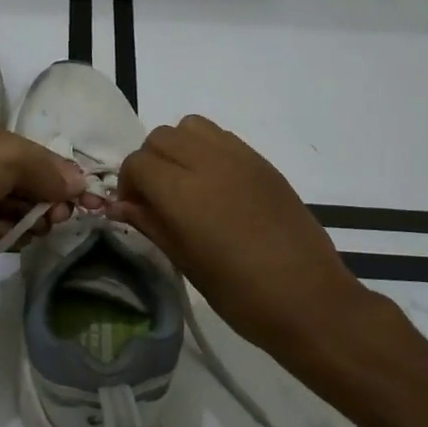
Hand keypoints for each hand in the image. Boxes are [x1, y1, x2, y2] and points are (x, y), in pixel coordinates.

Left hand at [0, 124, 89, 281]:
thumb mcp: (9, 156)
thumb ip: (48, 168)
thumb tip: (81, 184)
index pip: (46, 161)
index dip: (69, 179)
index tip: (91, 201)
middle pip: (39, 189)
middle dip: (55, 203)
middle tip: (59, 217)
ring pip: (26, 215)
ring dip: (36, 222)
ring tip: (36, 228)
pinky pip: (8, 236)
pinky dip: (14, 237)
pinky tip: (8, 237)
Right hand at [106, 115, 380, 364]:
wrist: (308, 299)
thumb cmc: (240, 294)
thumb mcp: (185, 262)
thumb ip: (150, 224)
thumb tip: (119, 206)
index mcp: (183, 192)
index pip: (137, 163)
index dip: (128, 185)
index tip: (136, 210)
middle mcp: (208, 163)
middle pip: (160, 137)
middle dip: (149, 162)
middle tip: (156, 197)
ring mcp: (239, 158)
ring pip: (190, 127)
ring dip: (178, 148)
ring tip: (185, 183)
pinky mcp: (262, 162)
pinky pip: (221, 137)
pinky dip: (206, 149)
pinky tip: (215, 185)